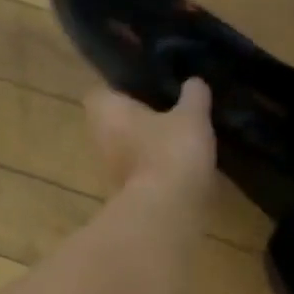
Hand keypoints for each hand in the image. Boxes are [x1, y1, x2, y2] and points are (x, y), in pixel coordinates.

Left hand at [83, 79, 216, 198]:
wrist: (166, 211)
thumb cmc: (171, 152)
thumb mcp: (192, 117)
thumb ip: (194, 97)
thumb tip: (195, 82)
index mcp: (105, 110)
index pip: (103, 92)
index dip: (123, 91)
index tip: (147, 93)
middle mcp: (98, 139)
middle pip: (114, 124)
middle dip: (136, 122)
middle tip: (165, 117)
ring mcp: (109, 172)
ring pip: (126, 152)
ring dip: (145, 150)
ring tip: (175, 145)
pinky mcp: (125, 198)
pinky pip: (139, 177)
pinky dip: (154, 174)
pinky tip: (177, 172)